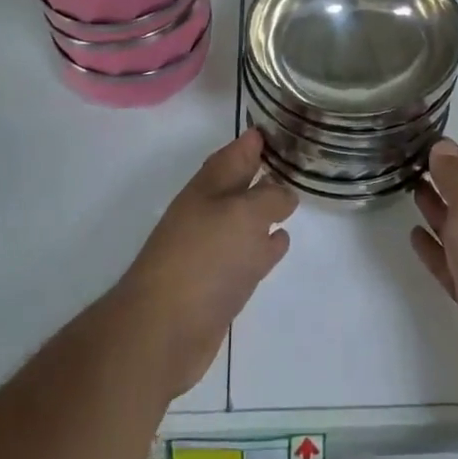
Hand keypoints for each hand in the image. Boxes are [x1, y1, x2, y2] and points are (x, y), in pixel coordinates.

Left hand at [115, 131, 296, 401]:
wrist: (163, 330)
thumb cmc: (204, 259)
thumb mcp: (244, 214)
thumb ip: (270, 197)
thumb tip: (285, 193)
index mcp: (209, 187)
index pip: (236, 152)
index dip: (255, 140)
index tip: (279, 128)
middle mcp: (208, 212)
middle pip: (239, 184)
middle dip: (262, 172)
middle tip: (294, 160)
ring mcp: (211, 249)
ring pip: (244, 219)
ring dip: (265, 209)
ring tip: (293, 198)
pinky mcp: (219, 284)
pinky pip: (248, 254)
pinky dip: (265, 245)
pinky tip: (281, 242)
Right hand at [411, 141, 457, 400]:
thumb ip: (455, 176)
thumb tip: (443, 147)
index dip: (446, 153)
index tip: (416, 141)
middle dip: (440, 179)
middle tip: (406, 164)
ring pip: (456, 227)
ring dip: (435, 209)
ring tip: (410, 190)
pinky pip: (448, 262)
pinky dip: (432, 248)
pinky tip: (414, 236)